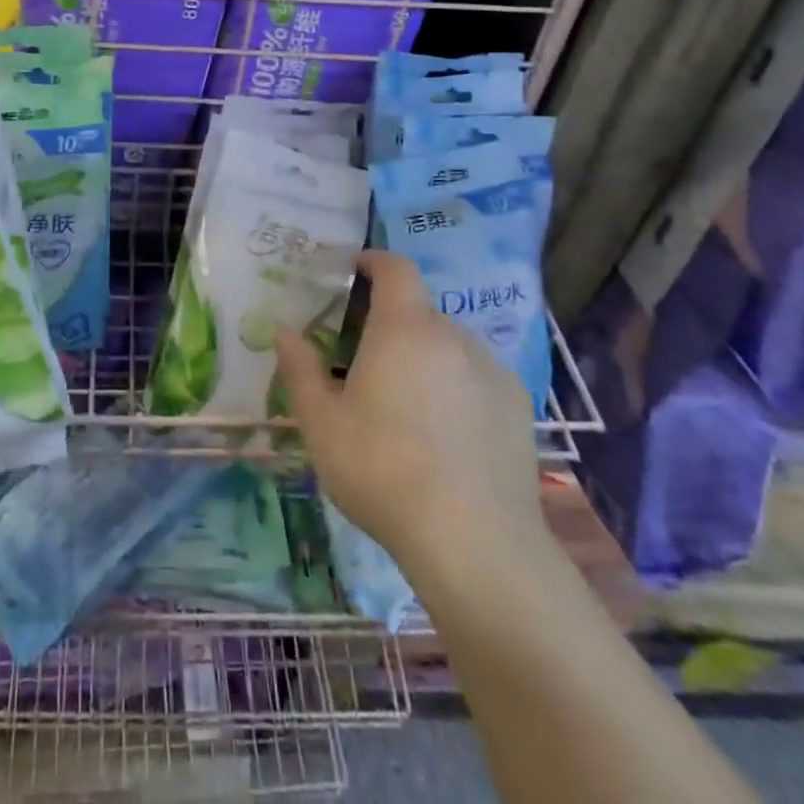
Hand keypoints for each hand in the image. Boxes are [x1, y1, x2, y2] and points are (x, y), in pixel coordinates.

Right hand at [273, 249, 547, 584]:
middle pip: (418, 311)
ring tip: (406, 406)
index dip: (374, 261)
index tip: (354, 271)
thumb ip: (300, 369)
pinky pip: (477, 377)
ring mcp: (492, 369)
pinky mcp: (518, 405)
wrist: (475, 542)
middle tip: (364, 361)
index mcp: (404, 328)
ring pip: (449, 346)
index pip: (395, 267)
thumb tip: (284, 331)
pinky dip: (457, 386)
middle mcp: (452, 335)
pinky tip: (447, 435)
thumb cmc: (382, 470)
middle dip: (390, 323)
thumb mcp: (321, 423)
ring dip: (424, 357)